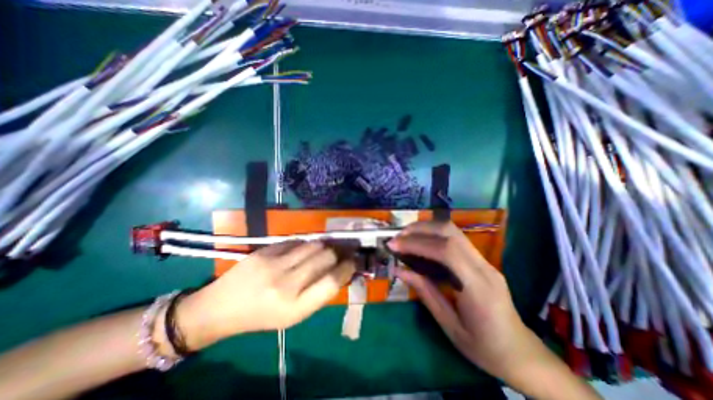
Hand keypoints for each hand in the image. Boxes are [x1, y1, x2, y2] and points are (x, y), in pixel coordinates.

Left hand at [178, 240, 355, 349]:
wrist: (221, 307)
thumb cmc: (263, 316)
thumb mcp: (295, 316)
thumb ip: (319, 293)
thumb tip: (340, 271)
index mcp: (296, 308)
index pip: (333, 281)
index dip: (347, 268)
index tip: (352, 262)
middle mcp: (287, 284)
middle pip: (326, 257)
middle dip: (338, 253)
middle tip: (339, 253)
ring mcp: (274, 264)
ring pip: (314, 244)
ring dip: (324, 246)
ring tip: (323, 249)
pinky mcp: (265, 250)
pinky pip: (296, 241)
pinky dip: (305, 244)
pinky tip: (303, 249)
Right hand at [388, 223, 537, 378]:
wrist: (522, 354)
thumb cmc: (485, 348)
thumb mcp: (450, 327)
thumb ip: (425, 293)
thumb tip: (400, 271)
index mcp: (478, 288)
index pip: (447, 251)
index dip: (417, 243)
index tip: (394, 245)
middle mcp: (483, 267)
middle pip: (450, 232)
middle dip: (420, 229)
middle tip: (398, 237)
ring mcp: (484, 261)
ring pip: (453, 231)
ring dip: (426, 228)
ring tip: (405, 237)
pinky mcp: (480, 260)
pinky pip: (454, 239)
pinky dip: (433, 235)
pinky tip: (420, 243)